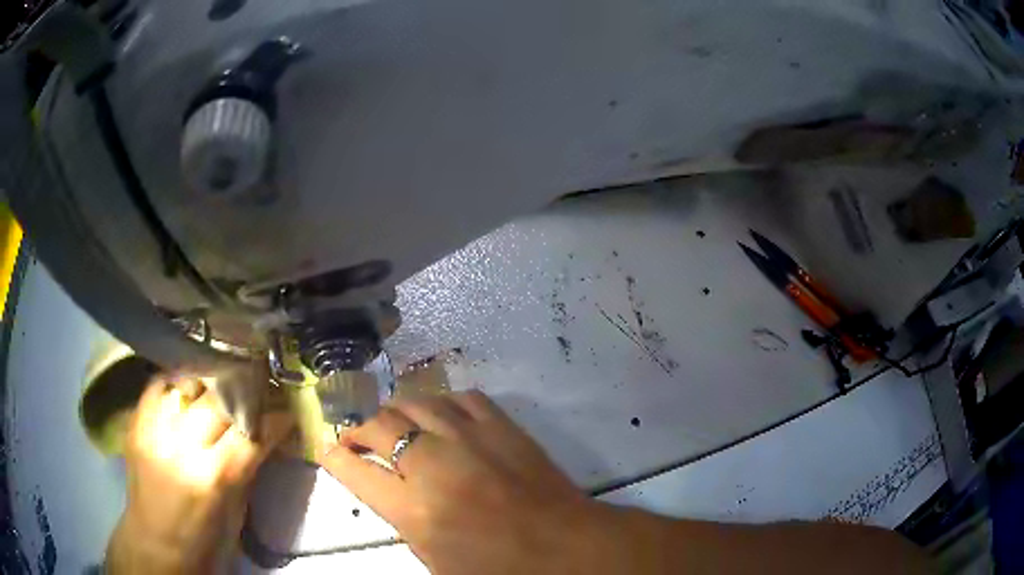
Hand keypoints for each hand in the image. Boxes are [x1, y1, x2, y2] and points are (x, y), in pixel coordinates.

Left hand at [107, 379, 290, 573]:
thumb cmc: (203, 541)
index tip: (286, 409)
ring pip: (188, 383)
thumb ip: (246, 470)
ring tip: (224, 383)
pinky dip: (178, 382)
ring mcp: (153, 429)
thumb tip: (267, 436)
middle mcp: (180, 446)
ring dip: (211, 382)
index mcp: (212, 479)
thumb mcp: (236, 515)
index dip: (274, 418)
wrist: (154, 544)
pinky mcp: (136, 422)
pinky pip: (159, 384)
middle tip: (259, 390)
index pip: (251, 434)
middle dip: (245, 393)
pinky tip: (190, 388)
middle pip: (219, 400)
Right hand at [318, 390, 600, 574]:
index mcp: (414, 510)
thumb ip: (404, 522)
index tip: (328, 452)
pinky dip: (443, 403)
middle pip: (379, 426)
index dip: (334, 457)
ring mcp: (470, 438)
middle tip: (355, 437)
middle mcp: (434, 465)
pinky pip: (462, 398)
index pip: (354, 470)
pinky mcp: (503, 427)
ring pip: (416, 402)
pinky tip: (442, 415)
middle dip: (357, 428)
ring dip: (395, 410)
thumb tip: (389, 490)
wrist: (568, 549)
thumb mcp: (436, 561)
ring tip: (392, 422)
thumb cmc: (500, 569)